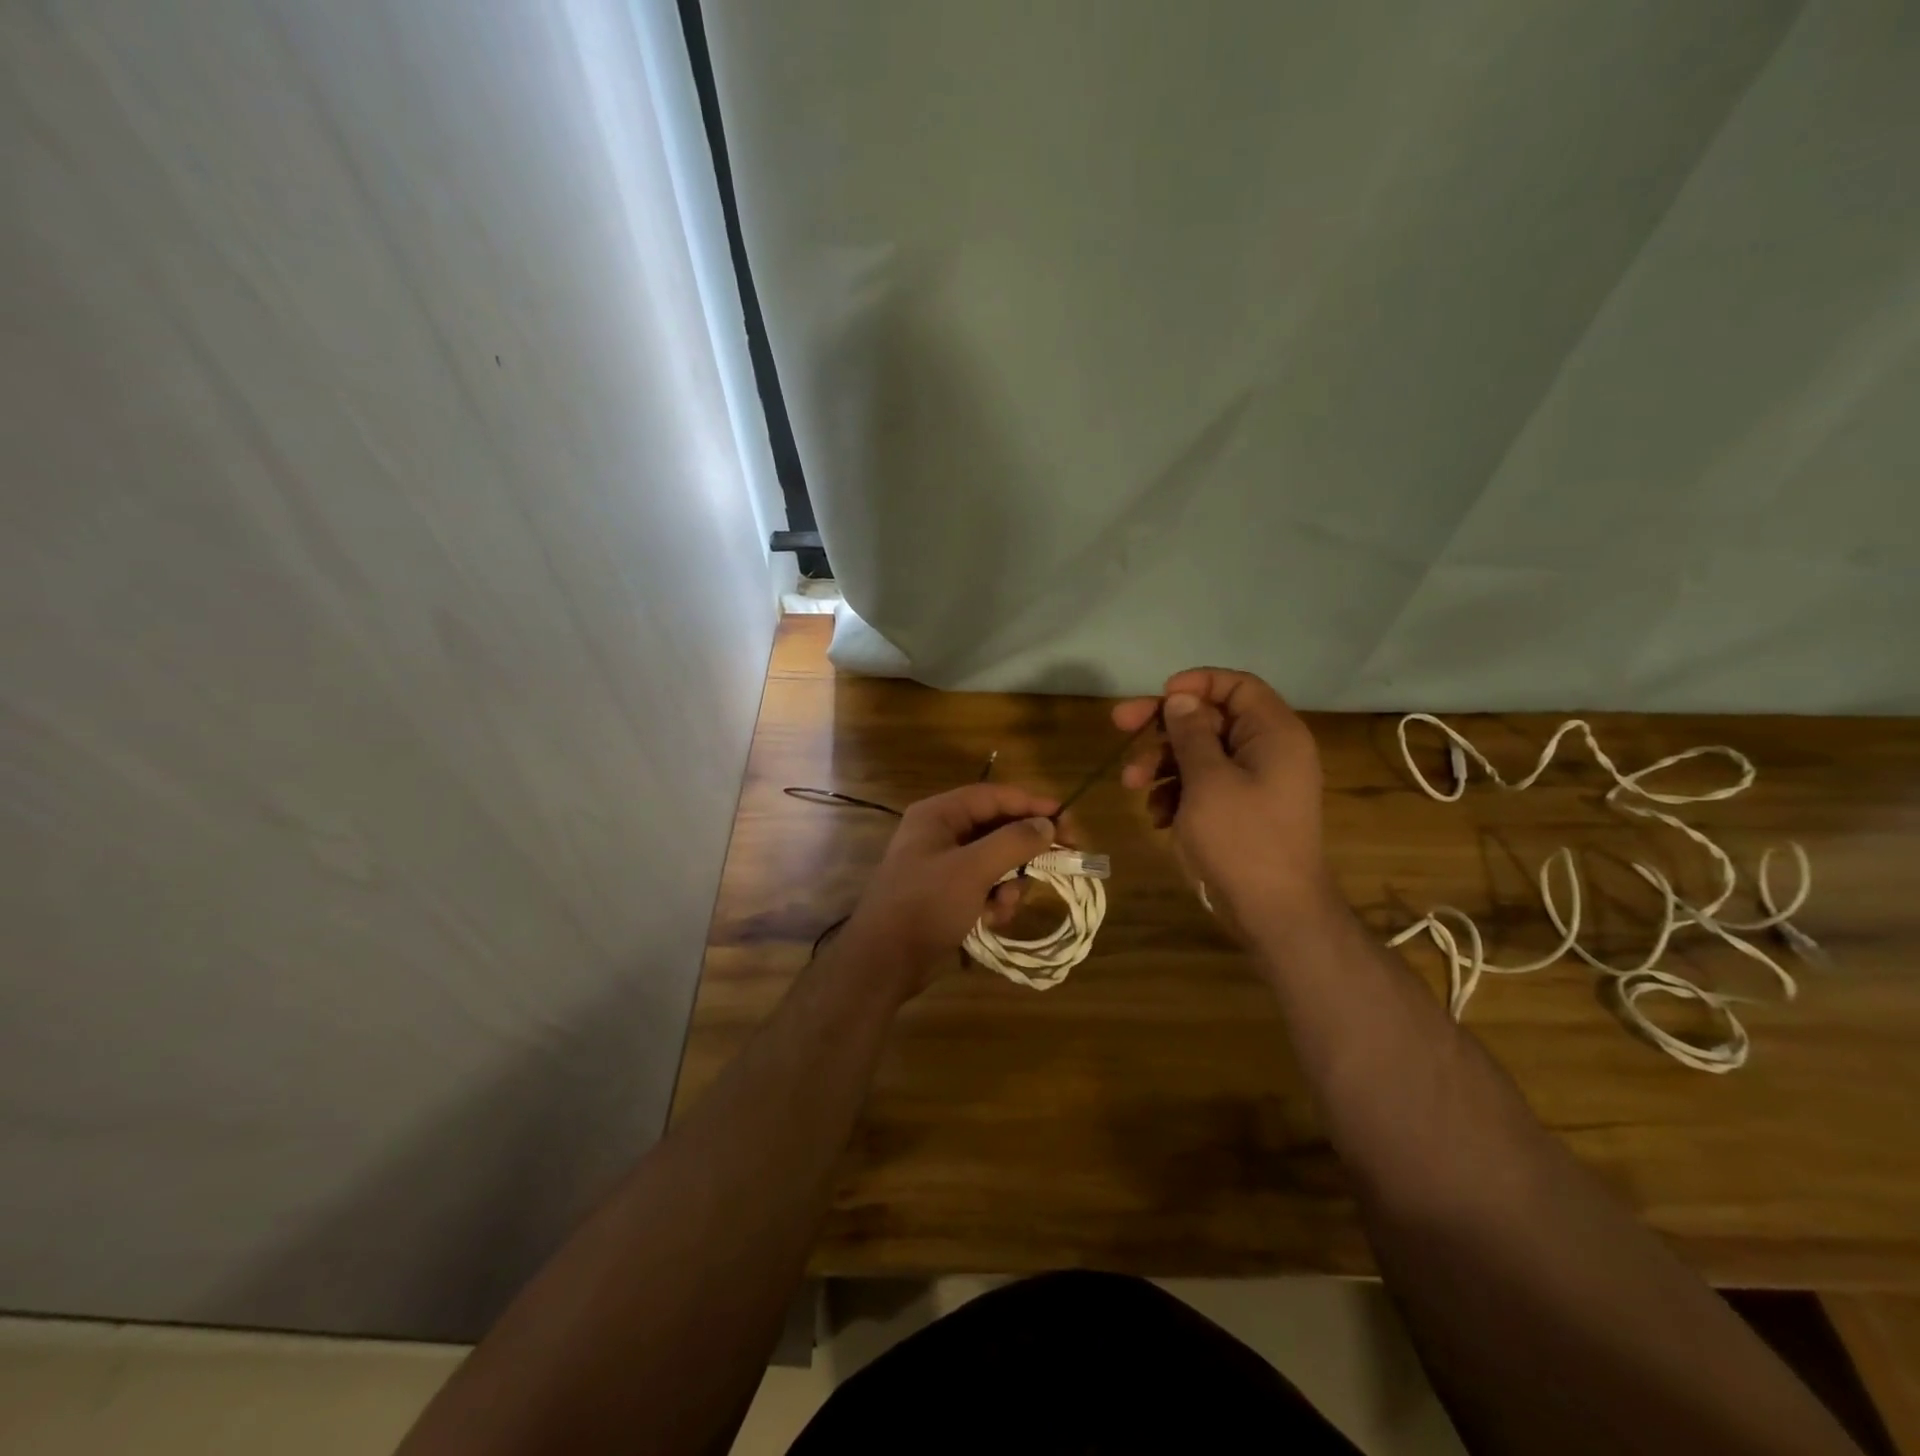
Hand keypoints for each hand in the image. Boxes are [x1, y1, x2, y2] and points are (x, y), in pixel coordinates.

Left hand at [839, 782, 1060, 997]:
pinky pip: (984, 887)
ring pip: (995, 861)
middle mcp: (941, 833)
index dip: (1030, 804)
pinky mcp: (947, 895)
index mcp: (939, 815)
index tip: (1065, 817)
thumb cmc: (926, 904)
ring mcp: (943, 866)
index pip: (993, 796)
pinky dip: (994, 901)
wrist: (884, 961)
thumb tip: (1047, 824)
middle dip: (1023, 850)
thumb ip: (1013, 842)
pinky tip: (992, 920)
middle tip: (1061, 859)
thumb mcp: (972, 869)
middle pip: (997, 829)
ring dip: (1009, 882)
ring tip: (1005, 903)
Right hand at [1113, 668, 1329, 936]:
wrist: (1274, 912)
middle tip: (1119, 726)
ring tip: (1132, 786)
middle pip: (1210, 719)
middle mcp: (1268, 751)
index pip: (1237, 685)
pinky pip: (1204, 786)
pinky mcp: (1241, 811)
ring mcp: (1255, 783)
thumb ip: (1191, 733)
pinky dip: (1177, 794)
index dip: (1196, 684)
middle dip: (1164, 728)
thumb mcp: (1208, 780)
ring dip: (1162, 765)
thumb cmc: (1242, 839)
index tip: (1158, 696)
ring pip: (1200, 755)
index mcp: (1273, 733)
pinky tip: (1158, 817)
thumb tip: (1181, 697)